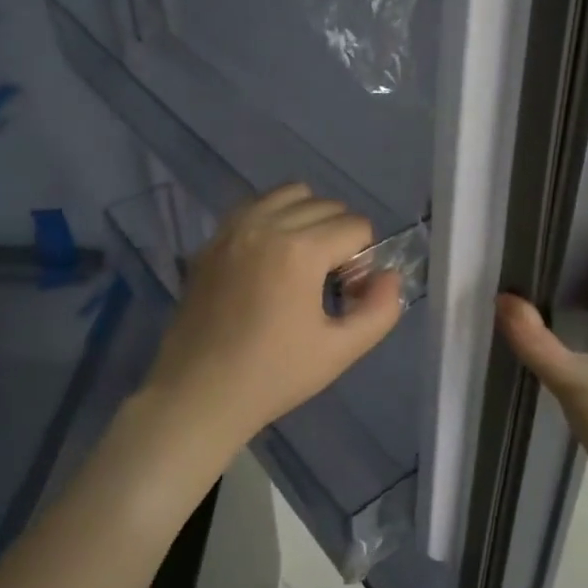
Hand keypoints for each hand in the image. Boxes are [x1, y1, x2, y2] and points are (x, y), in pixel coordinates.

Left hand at [137, 184, 403, 463]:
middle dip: (340, 237)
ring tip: (301, 262)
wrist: (197, 394)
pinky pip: (255, 206)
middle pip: (327, 205)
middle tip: (328, 283)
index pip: (356, 226)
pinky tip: (270, 258)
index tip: (346, 297)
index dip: (363, 261)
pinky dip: (274, 217)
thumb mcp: (340, 351)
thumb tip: (389, 275)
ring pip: (290, 194)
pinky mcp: (212, 239)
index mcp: (300, 250)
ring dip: (308, 217)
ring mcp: (233, 227)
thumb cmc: (273, 376)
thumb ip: (380, 309)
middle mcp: (266, 224)